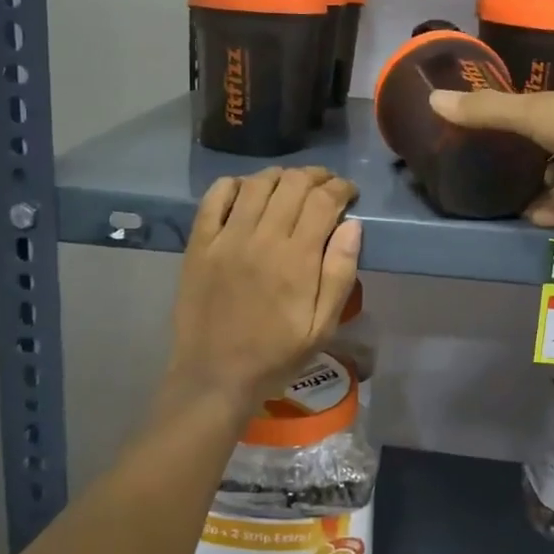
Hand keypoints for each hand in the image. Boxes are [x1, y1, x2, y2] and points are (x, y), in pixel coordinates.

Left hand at [167, 167, 362, 410]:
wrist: (215, 376)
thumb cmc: (276, 355)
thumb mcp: (324, 326)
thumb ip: (341, 273)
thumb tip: (353, 225)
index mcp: (298, 259)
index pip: (324, 201)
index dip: (341, 188)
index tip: (350, 193)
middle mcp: (263, 238)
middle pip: (292, 184)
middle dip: (316, 177)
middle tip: (325, 187)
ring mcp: (227, 238)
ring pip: (257, 184)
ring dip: (281, 177)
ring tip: (291, 186)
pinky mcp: (200, 243)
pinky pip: (216, 197)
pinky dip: (235, 184)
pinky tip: (248, 191)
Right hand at [429, 80, 553, 224]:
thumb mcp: (534, 112)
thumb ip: (486, 111)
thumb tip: (430, 98)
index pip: (548, 107)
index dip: (524, 122)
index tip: (498, 141)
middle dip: (535, 163)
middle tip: (504, 180)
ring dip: (547, 191)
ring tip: (517, 206)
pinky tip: (537, 220)